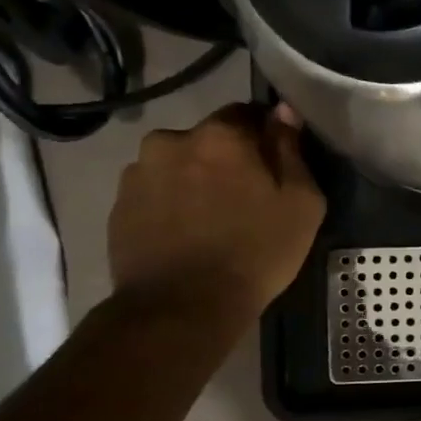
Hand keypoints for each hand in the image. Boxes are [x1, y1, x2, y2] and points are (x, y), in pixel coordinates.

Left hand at [108, 103, 326, 327]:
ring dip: (196, 180)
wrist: (182, 307)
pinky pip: (155, 192)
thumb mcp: (302, 203)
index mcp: (220, 135)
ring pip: (179, 164)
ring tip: (213, 219)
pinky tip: (188, 235)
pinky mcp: (118, 206)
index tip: (277, 165)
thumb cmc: (256, 252)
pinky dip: (173, 204)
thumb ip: (292, 151)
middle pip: (210, 140)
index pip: (248, 113)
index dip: (266, 136)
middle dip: (228, 160)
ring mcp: (137, 173)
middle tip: (247, 197)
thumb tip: (284, 113)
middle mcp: (171, 141)